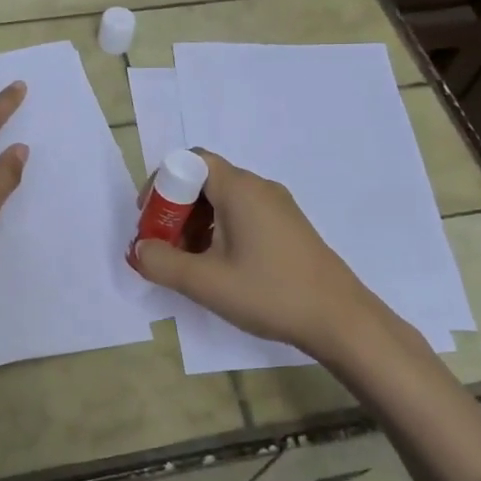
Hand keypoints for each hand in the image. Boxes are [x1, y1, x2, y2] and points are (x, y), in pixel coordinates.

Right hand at [131, 149, 380, 361]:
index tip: (150, 220)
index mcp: (239, 189)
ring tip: (187, 262)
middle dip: (175, 209)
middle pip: (204, 179)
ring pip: (223, 200)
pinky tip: (218, 267)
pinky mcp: (287, 226)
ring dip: (196, 223)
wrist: (340, 319)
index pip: (190, 161)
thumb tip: (140, 249)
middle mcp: (259, 187)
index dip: (162, 184)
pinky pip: (242, 214)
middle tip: (163, 245)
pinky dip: (219, 231)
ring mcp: (277, 206)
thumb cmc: (269, 293)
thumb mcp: (206, 282)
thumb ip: (162, 263)